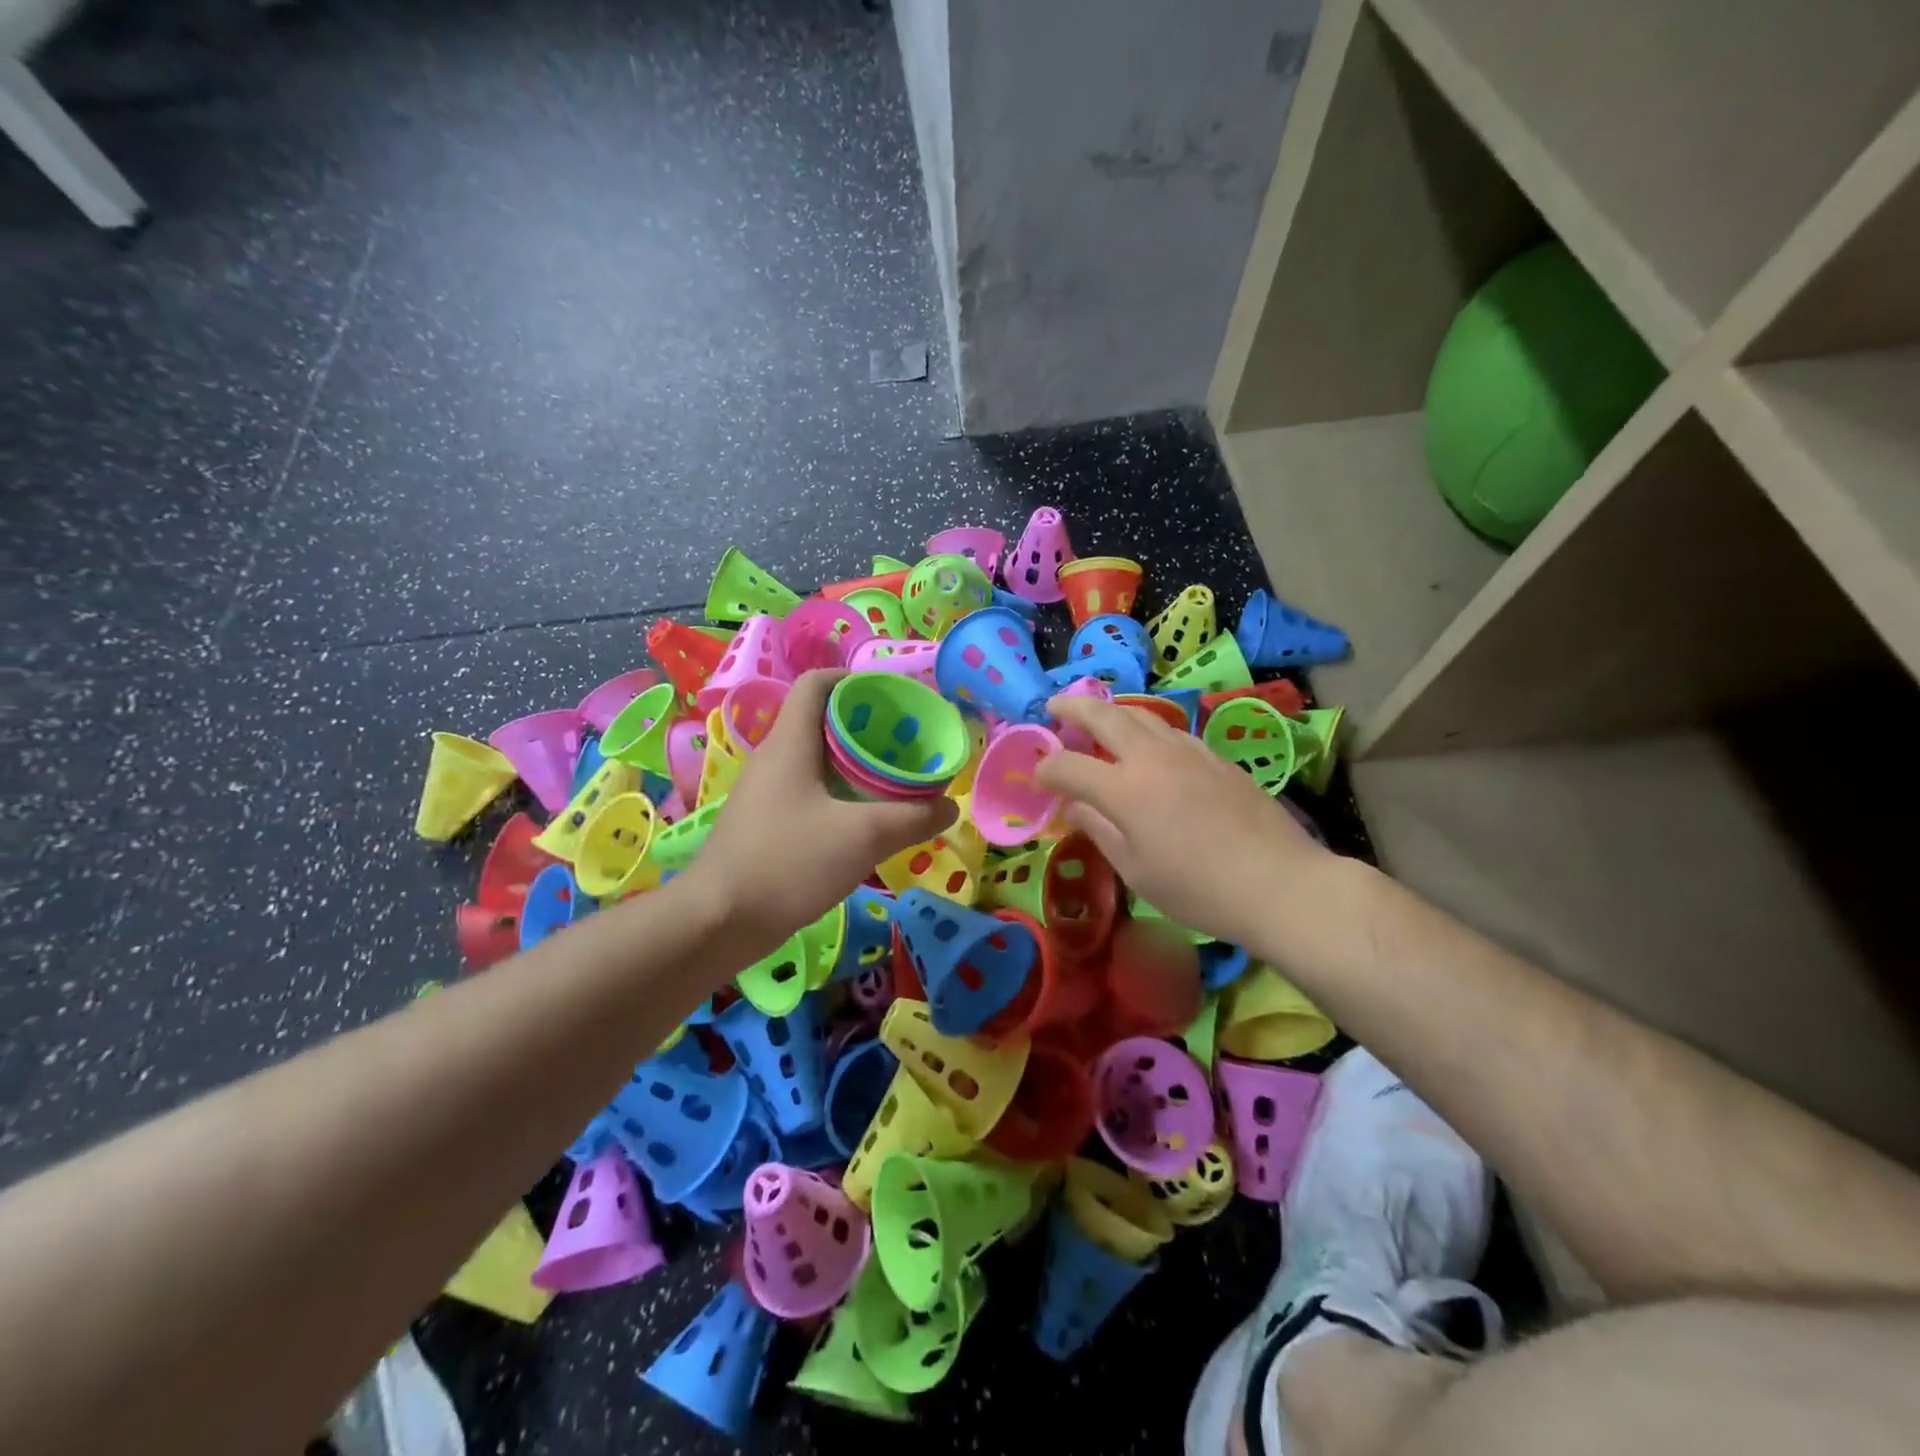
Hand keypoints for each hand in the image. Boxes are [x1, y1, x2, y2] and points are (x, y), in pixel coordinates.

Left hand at [682, 670, 956, 958]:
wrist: (719, 922)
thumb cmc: (788, 863)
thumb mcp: (863, 837)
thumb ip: (912, 818)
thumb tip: (949, 807)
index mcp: (790, 743)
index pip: (816, 684)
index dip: (853, 679)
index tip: (891, 697)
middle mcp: (773, 759)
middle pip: (820, 721)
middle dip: (865, 726)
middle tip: (905, 743)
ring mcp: (765, 793)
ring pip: (814, 760)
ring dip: (853, 764)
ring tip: (892, 780)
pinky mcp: (763, 824)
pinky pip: (806, 792)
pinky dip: (837, 794)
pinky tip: (862, 820)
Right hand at [1035, 693, 1334, 952]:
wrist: (1279, 883)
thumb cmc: (1198, 889)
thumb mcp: (1136, 871)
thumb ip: (1099, 830)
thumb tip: (1074, 806)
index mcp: (1125, 789)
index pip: (1068, 765)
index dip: (1046, 768)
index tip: (1038, 777)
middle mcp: (1152, 757)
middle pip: (1103, 715)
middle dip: (1072, 706)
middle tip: (1053, 705)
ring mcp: (1189, 751)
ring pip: (1141, 713)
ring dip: (1111, 710)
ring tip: (1097, 718)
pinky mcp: (1216, 757)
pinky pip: (1170, 730)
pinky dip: (1146, 728)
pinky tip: (1148, 745)